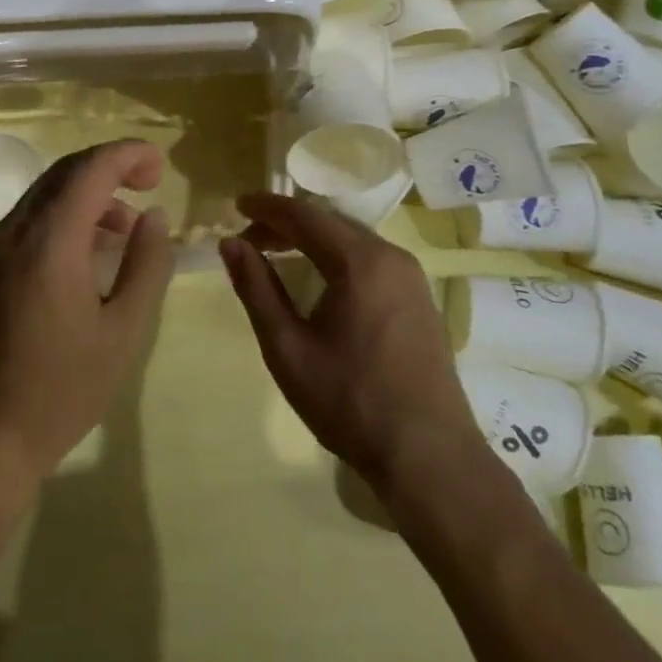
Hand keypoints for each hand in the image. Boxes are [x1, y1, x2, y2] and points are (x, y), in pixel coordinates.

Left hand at [0, 140, 175, 489]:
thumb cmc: (58, 392)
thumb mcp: (122, 334)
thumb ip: (145, 266)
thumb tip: (154, 217)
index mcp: (50, 241)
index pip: (91, 169)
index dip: (128, 155)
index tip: (160, 166)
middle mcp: (15, 231)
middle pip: (64, 172)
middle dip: (110, 167)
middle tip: (148, 184)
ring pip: (44, 194)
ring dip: (87, 193)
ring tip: (124, 227)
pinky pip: (28, 220)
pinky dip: (62, 216)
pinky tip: (85, 251)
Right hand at [219, 193, 476, 491]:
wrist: (430, 457)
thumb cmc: (350, 402)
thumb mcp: (287, 348)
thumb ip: (256, 289)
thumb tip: (231, 243)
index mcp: (360, 262)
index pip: (304, 215)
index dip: (267, 206)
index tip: (236, 205)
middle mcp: (391, 257)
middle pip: (330, 221)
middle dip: (287, 223)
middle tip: (250, 238)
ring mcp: (412, 277)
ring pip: (352, 238)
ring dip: (312, 238)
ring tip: (277, 253)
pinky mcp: (420, 298)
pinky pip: (371, 258)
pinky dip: (337, 255)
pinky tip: (319, 278)